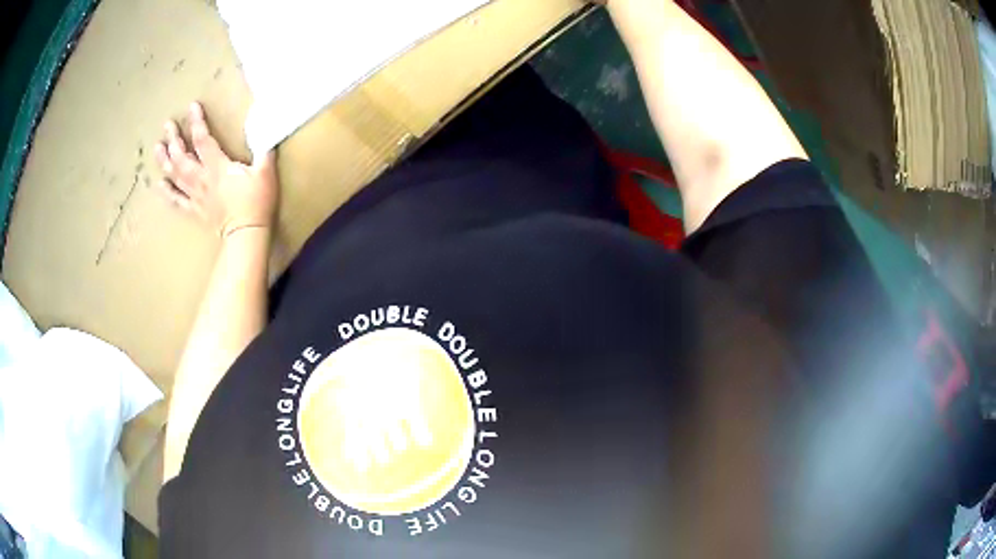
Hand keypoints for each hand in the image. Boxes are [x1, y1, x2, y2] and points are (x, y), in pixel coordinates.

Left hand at [154, 102, 278, 237]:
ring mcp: (196, 195)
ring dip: (165, 161)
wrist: (247, 234)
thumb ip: (263, 150)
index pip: (202, 140)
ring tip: (158, 147)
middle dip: (174, 139)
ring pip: (176, 175)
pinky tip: (159, 184)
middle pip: (182, 157)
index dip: (196, 122)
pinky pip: (177, 201)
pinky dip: (167, 192)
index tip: (192, 106)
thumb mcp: (265, 172)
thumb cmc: (256, 202)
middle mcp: (202, 179)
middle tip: (168, 125)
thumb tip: (266, 130)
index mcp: (217, 167)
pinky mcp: (195, 210)